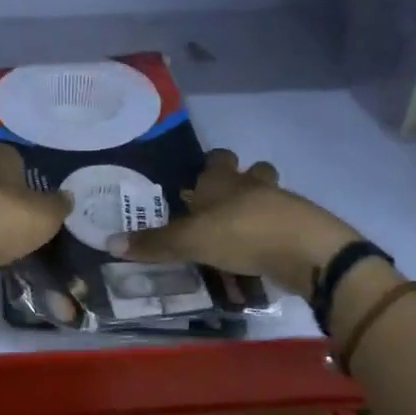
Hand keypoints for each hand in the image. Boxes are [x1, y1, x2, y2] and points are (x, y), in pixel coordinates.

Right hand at [106, 149, 360, 298]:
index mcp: (224, 181)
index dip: (210, 165)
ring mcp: (282, 204)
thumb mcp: (189, 242)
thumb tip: (108, 243)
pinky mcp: (302, 228)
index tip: (199, 179)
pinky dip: (273, 235)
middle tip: (221, 205)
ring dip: (259, 207)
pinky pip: (284, 225)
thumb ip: (154, 244)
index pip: (217, 159)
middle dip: (241, 182)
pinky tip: (262, 255)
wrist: (307, 252)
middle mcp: (253, 185)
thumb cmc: (241, 233)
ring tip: (241, 231)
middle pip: (252, 171)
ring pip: (271, 195)